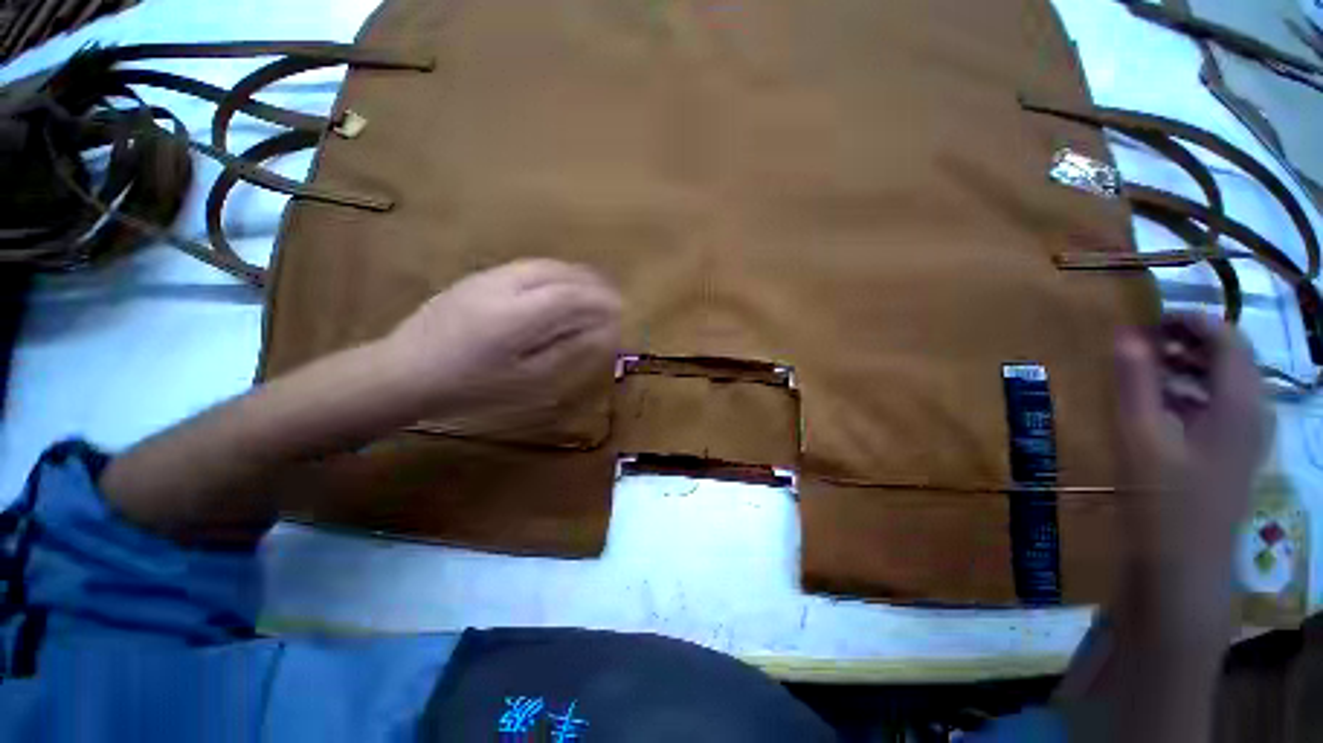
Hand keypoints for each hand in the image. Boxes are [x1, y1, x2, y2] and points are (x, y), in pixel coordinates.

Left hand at [376, 259, 622, 431]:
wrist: (404, 371)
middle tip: (613, 299)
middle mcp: (503, 286)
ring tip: (593, 291)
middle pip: (559, 273)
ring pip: (543, 265)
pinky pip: (527, 268)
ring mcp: (487, 277)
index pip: (571, 296)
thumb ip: (567, 351)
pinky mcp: (477, 277)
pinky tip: (560, 289)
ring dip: (574, 275)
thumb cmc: (470, 386)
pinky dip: (554, 274)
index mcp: (515, 316)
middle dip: (592, 283)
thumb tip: (603, 333)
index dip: (600, 301)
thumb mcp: (526, 380)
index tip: (621, 311)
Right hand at [1112, 313, 1267, 610]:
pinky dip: (1191, 391)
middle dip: (1187, 341)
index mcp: (1238, 403)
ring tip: (1144, 369)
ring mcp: (1247, 434)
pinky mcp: (1233, 452)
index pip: (1227, 338)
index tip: (1147, 320)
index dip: (1190, 321)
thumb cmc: (1162, 498)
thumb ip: (1136, 381)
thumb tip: (1126, 334)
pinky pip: (1219, 405)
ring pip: (1225, 381)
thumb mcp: (1140, 435)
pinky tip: (1158, 404)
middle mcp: (1253, 411)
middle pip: (1231, 357)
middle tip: (1141, 343)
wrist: (1184, 564)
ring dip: (1188, 366)